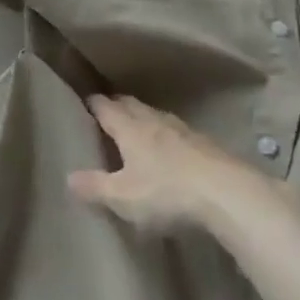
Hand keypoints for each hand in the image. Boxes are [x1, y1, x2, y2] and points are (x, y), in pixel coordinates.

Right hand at [70, 95, 232, 235]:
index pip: (106, 106)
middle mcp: (155, 121)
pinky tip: (172, 150)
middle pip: (131, 104)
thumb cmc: (167, 193)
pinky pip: (179, 132)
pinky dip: (168, 136)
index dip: (93, 103)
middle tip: (107, 112)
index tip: (84, 102)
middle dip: (117, 105)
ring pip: (157, 116)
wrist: (230, 195)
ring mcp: (184, 131)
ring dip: (144, 118)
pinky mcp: (208, 145)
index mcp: (130, 128)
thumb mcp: (123, 198)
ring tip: (137, 128)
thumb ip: (94, 187)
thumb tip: (68, 177)